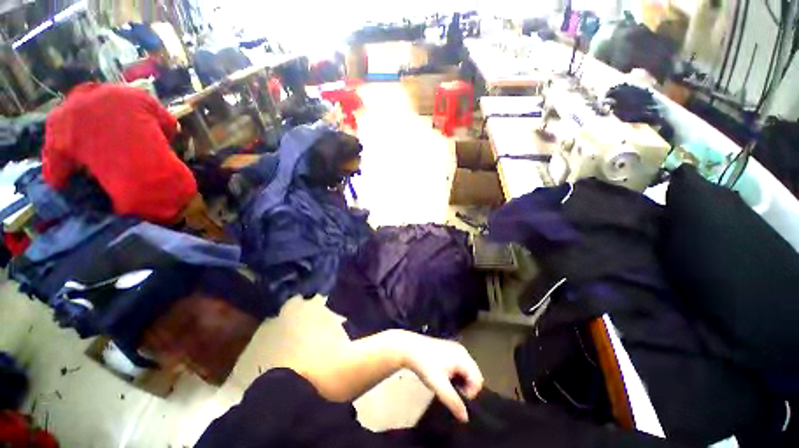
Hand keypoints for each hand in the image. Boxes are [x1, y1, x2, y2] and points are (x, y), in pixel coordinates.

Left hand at [392, 331, 483, 422]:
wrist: (409, 348)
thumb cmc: (424, 364)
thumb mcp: (438, 385)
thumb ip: (453, 401)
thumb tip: (465, 418)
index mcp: (463, 357)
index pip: (478, 380)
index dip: (470, 393)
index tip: (456, 397)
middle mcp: (462, 351)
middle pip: (474, 375)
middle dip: (466, 387)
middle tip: (451, 392)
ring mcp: (456, 349)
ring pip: (467, 371)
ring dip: (461, 381)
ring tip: (447, 385)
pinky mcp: (449, 349)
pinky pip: (460, 366)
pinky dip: (456, 374)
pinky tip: (444, 377)